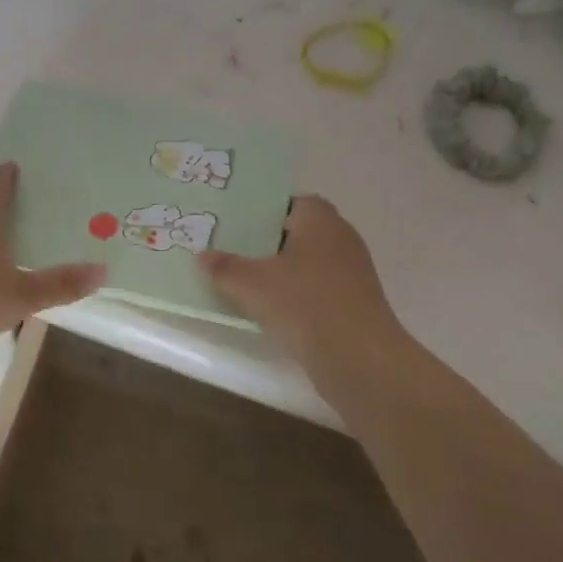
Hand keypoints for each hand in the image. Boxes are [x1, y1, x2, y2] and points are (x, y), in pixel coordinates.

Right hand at [198, 195, 408, 388]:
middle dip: (267, 243)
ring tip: (244, 283)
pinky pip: (316, 289)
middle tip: (231, 252)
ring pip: (307, 263)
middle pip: (298, 233)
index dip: (264, 211)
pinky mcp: (353, 304)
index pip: (292, 202)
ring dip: (281, 272)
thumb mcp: (252, 285)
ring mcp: (351, 273)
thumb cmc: (305, 305)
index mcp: (320, 221)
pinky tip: (271, 311)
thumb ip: (225, 268)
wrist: (360, 359)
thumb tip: (202, 255)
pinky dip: (295, 295)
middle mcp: (340, 239)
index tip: (236, 225)